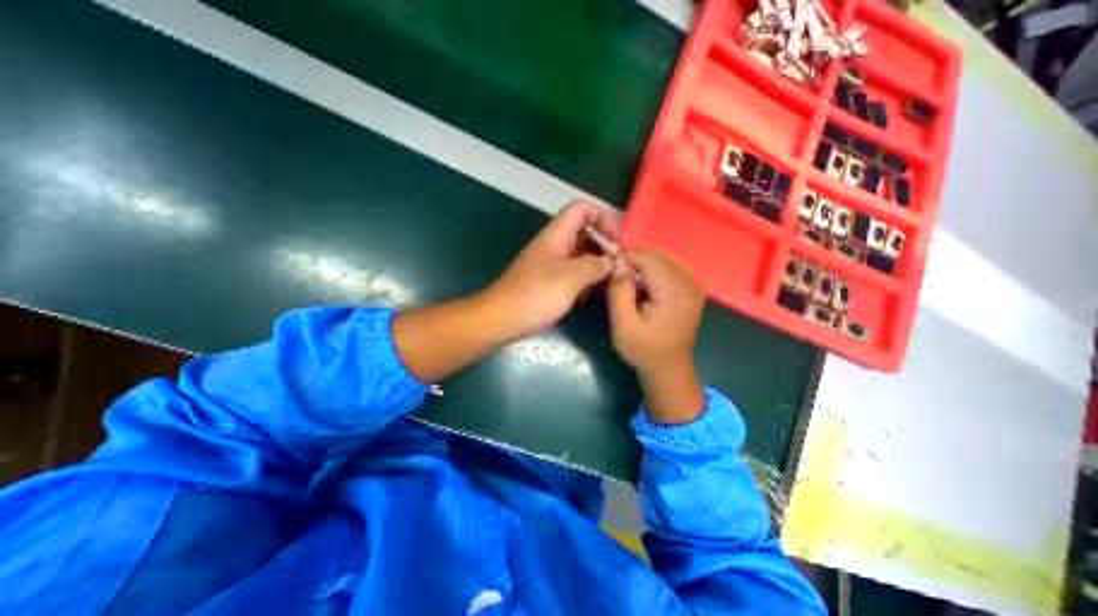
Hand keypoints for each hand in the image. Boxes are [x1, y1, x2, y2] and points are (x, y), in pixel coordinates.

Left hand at [480, 200, 620, 340]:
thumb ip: (596, 265)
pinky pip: (574, 274)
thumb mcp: (571, 277)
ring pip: (581, 255)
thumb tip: (613, 262)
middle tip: (620, 265)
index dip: (602, 217)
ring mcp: (551, 265)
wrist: (502, 320)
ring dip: (597, 264)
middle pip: (584, 232)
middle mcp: (554, 246)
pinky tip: (594, 293)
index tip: (618, 241)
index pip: (581, 209)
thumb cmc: (535, 295)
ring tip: (612, 280)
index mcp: (556, 235)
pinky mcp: (550, 283)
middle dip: (604, 245)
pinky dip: (586, 280)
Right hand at [604, 250, 708, 423]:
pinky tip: (645, 290)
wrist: (668, 368)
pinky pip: (670, 269)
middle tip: (619, 281)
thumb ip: (619, 291)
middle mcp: (688, 283)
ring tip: (631, 287)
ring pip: (663, 261)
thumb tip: (618, 265)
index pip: (648, 258)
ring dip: (643, 268)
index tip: (611, 273)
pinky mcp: (692, 290)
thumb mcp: (623, 324)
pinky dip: (653, 273)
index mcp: (674, 291)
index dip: (626, 260)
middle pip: (657, 256)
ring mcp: (693, 286)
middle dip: (635, 263)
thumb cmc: (643, 350)